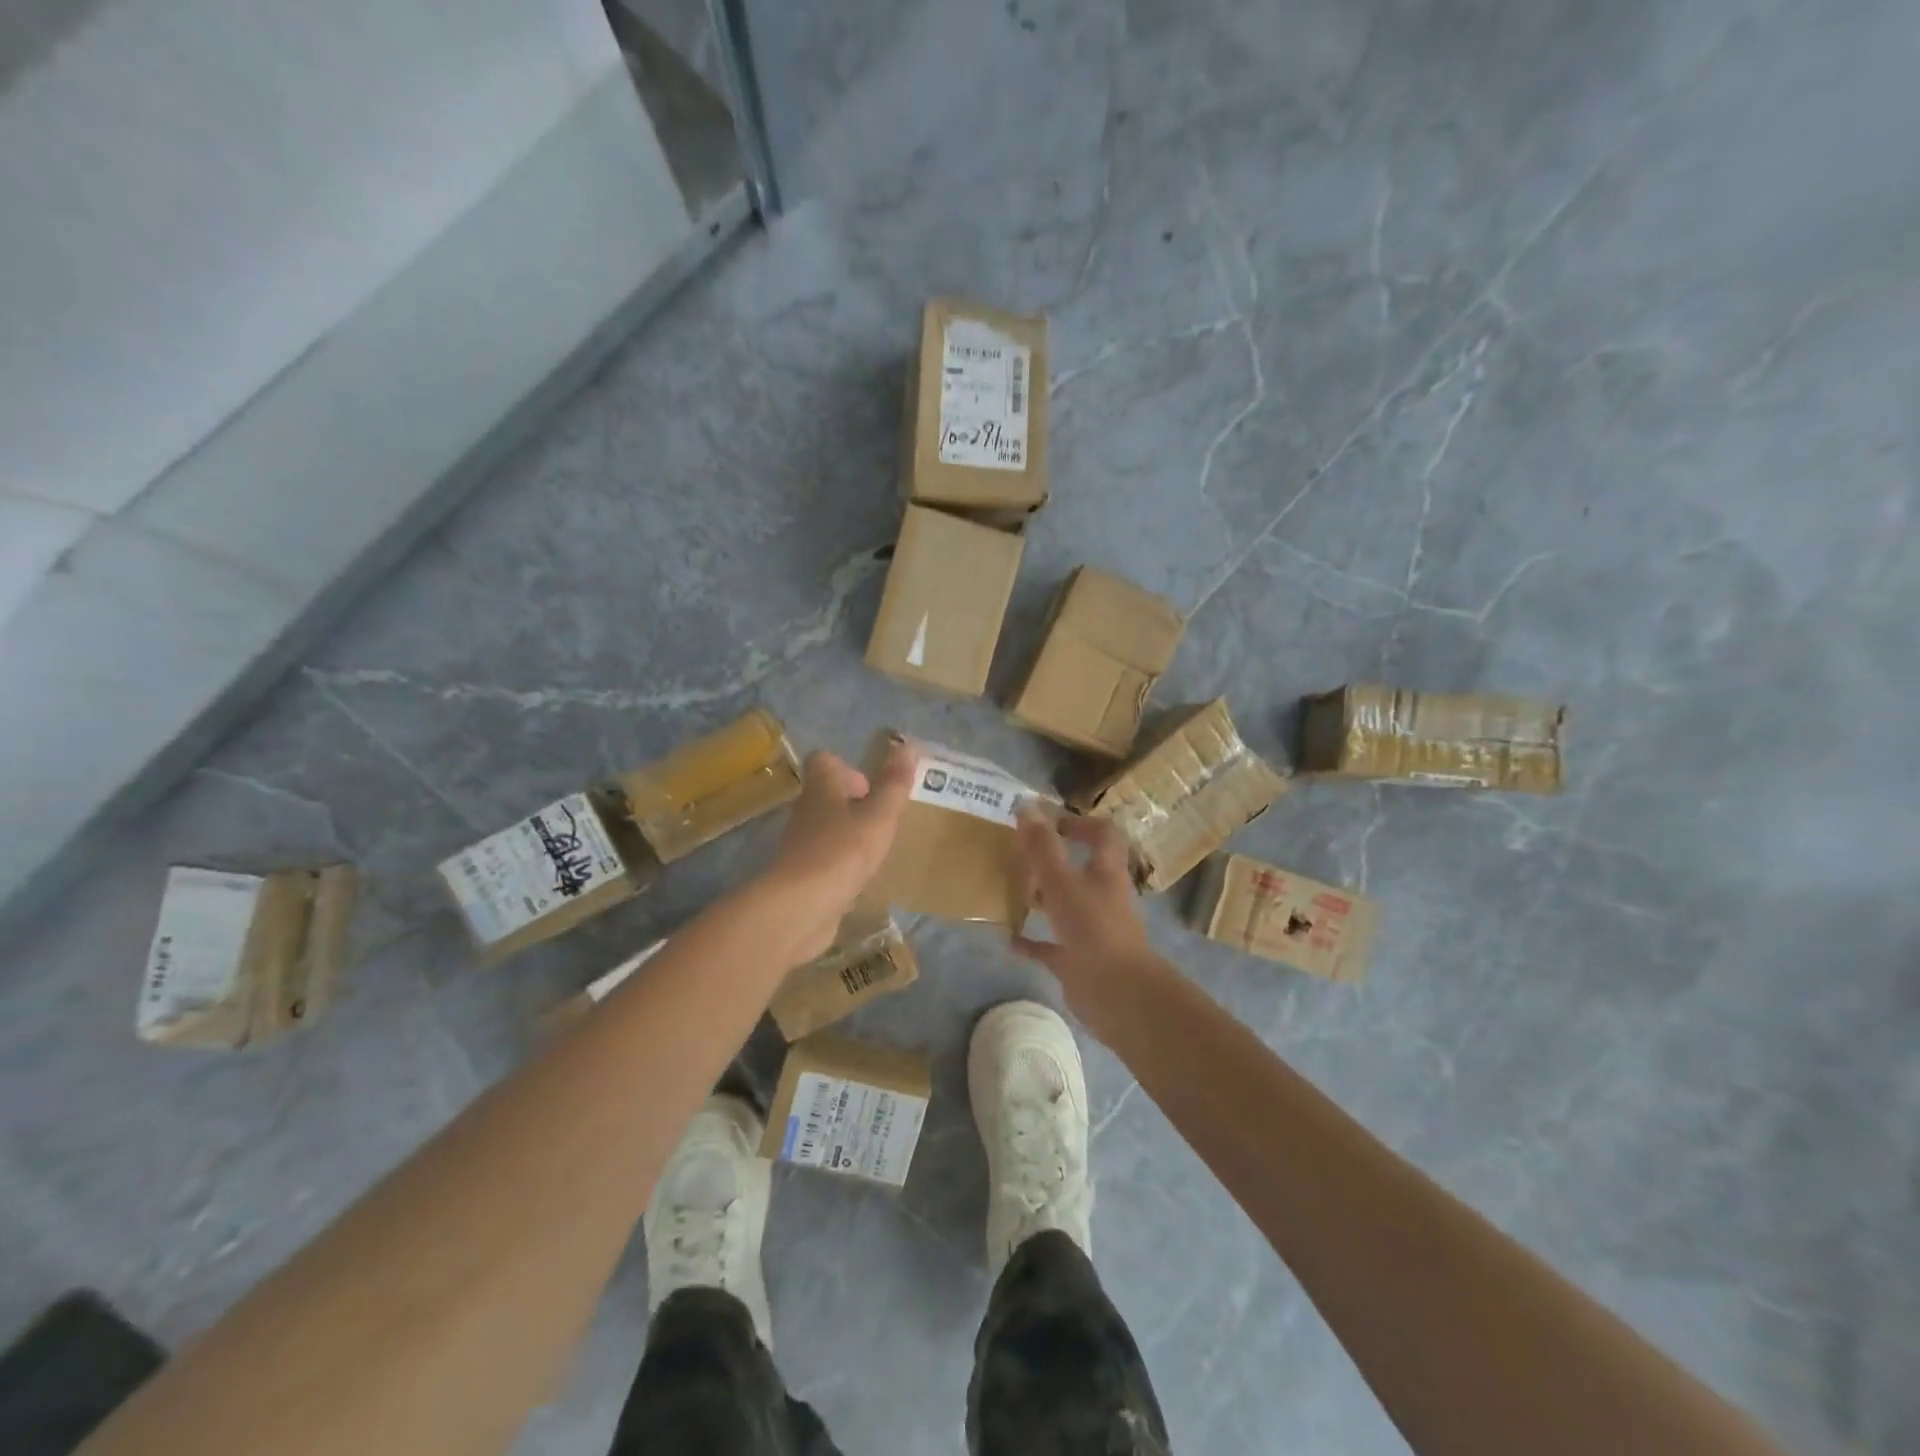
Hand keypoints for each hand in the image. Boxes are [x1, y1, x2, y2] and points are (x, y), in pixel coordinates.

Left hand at [764, 741, 916, 960]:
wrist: (799, 908)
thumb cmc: (841, 852)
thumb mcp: (879, 816)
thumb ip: (894, 783)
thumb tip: (909, 744)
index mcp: (821, 788)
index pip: (824, 760)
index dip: (848, 767)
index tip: (872, 788)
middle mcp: (806, 810)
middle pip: (828, 794)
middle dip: (857, 803)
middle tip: (884, 820)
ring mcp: (801, 844)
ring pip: (828, 826)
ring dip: (852, 833)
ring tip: (879, 848)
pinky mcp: (802, 874)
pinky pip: (826, 858)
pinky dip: (843, 862)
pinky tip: (862, 876)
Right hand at [1011, 810, 1166, 1030]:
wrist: (1118, 995)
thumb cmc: (1093, 930)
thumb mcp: (1062, 883)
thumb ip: (1043, 847)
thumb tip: (1025, 806)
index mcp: (1106, 873)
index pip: (1104, 835)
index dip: (1081, 823)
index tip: (1051, 823)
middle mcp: (1103, 898)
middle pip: (1082, 871)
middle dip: (1054, 862)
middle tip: (1020, 857)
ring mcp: (1092, 931)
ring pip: (1066, 907)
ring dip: (1043, 899)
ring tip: (1012, 891)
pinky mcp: (1079, 961)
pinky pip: (1052, 946)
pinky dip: (1033, 942)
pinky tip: (1009, 940)